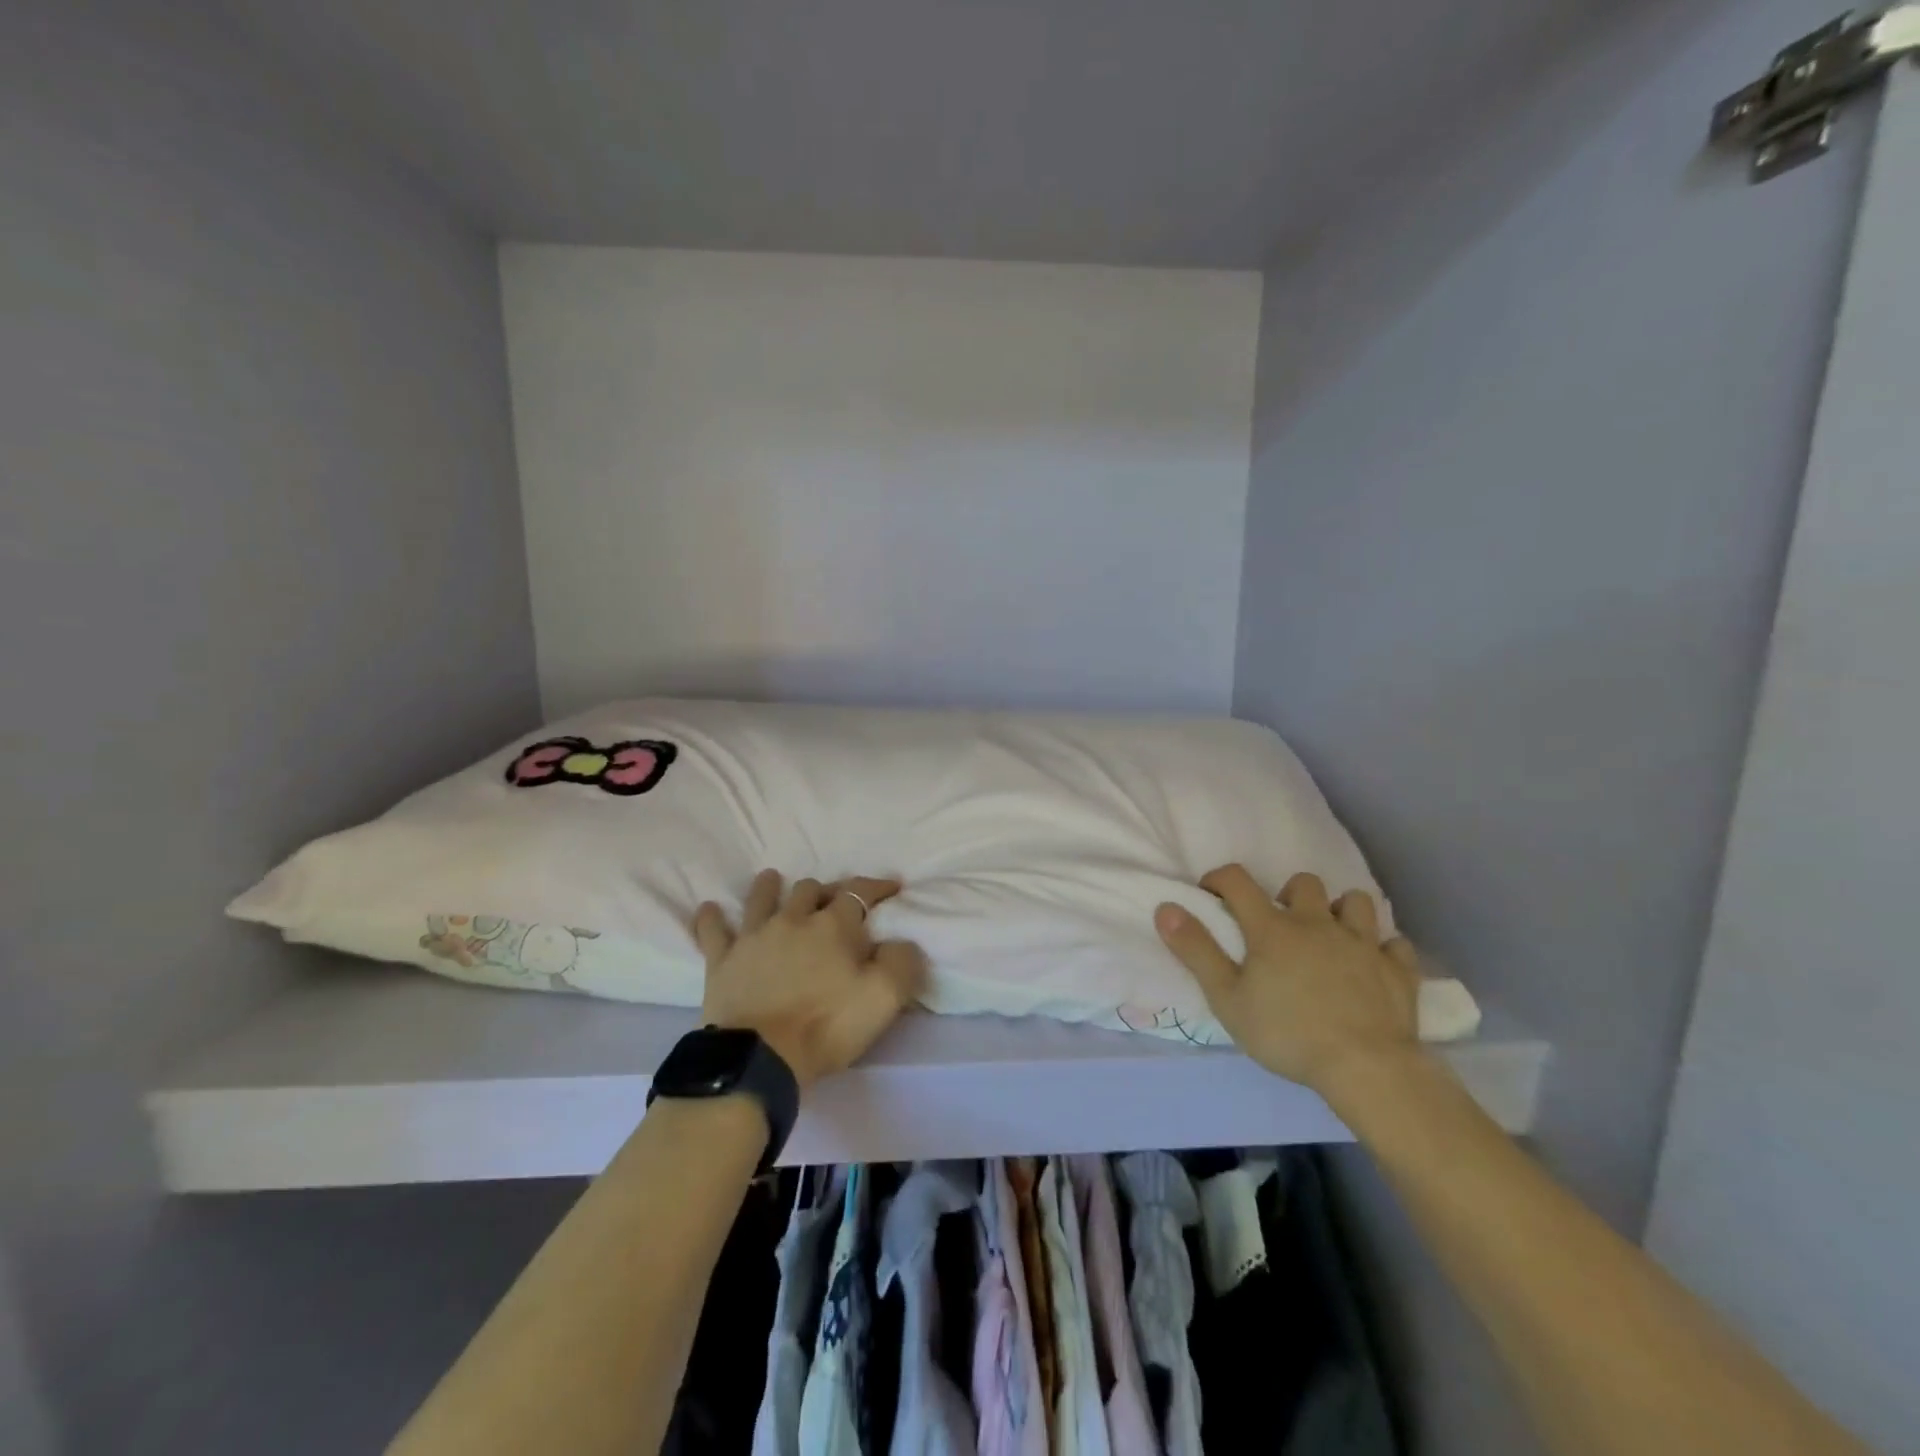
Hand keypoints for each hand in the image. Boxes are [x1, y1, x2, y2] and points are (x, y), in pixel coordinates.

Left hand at [692, 870, 927, 1091]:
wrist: (760, 1057)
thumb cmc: (827, 1026)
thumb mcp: (884, 998)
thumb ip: (901, 962)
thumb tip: (900, 942)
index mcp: (834, 926)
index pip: (859, 892)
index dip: (877, 886)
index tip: (892, 886)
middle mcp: (793, 920)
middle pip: (810, 889)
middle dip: (824, 890)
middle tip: (832, 901)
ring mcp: (754, 937)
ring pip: (762, 898)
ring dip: (769, 886)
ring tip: (772, 879)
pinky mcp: (722, 960)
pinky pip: (713, 931)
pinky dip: (711, 918)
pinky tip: (709, 908)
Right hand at [1155, 865, 1422, 1092]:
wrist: (1365, 1067)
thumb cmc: (1286, 1033)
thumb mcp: (1227, 997)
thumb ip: (1196, 950)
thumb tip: (1166, 907)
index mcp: (1272, 928)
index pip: (1238, 881)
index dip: (1220, 879)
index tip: (1212, 894)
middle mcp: (1318, 923)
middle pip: (1303, 883)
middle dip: (1288, 895)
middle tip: (1279, 924)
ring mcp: (1363, 944)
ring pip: (1356, 902)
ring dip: (1340, 911)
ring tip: (1330, 935)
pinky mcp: (1398, 970)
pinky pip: (1396, 944)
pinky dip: (1383, 949)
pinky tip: (1373, 964)